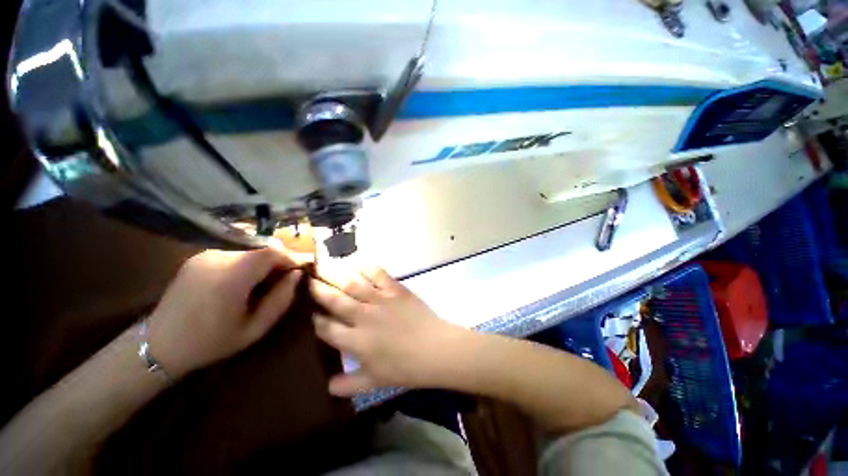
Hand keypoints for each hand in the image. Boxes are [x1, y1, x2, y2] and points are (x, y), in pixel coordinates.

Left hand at [148, 246, 305, 378]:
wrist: (159, 344)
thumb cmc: (211, 342)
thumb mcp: (255, 328)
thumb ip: (281, 299)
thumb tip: (296, 274)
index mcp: (231, 277)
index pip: (272, 251)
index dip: (291, 257)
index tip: (299, 270)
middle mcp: (218, 258)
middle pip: (262, 247)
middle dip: (279, 259)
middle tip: (284, 278)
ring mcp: (205, 254)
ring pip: (249, 248)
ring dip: (263, 260)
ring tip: (264, 280)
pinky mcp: (199, 256)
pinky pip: (234, 252)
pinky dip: (248, 260)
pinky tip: (244, 279)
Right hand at [310, 265, 471, 395]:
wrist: (435, 349)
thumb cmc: (405, 368)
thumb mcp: (375, 382)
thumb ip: (349, 384)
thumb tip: (327, 386)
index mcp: (355, 341)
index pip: (326, 328)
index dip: (312, 319)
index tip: (303, 309)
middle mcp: (363, 317)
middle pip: (334, 300)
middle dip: (317, 289)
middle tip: (305, 277)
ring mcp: (380, 300)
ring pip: (353, 284)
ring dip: (336, 273)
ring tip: (322, 264)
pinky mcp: (396, 290)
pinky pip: (379, 275)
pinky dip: (368, 267)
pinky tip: (358, 262)